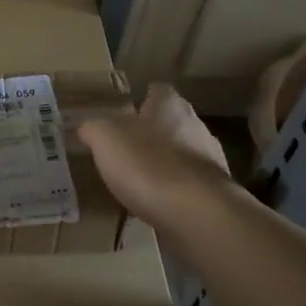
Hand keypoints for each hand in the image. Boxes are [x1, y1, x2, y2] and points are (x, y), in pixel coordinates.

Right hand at [78, 83, 234, 230]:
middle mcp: (196, 125)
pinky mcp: (218, 193)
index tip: (125, 114)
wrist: (198, 215)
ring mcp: (211, 160)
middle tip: (127, 148)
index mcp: (170, 104)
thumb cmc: (147, 163)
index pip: (157, 91)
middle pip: (172, 122)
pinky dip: (176, 191)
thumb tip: (87, 128)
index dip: (141, 100)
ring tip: (140, 181)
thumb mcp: (104, 139)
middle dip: (153, 134)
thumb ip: (93, 128)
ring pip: (183, 154)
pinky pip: (191, 185)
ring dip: (166, 164)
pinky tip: (158, 205)